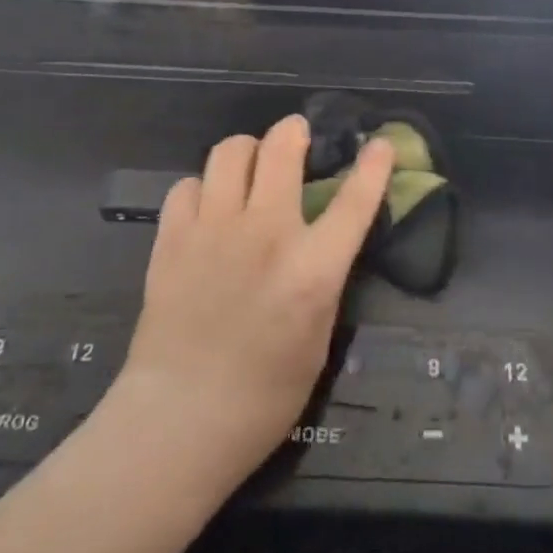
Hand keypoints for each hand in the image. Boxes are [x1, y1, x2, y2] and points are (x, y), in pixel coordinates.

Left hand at [117, 115, 393, 488]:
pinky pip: (187, 186)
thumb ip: (322, 279)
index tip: (380, 144)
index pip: (354, 201)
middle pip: (281, 148)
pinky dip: (202, 189)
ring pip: (230, 151)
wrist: (178, 421)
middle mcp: (265, 235)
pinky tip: (207, 211)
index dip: (373, 167)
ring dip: (247, 152)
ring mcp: (213, 231)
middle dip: (293, 131)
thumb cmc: (263, 396)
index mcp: (312, 268)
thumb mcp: (318, 338)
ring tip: (249, 169)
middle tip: (296, 137)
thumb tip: (320, 242)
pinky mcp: (172, 239)